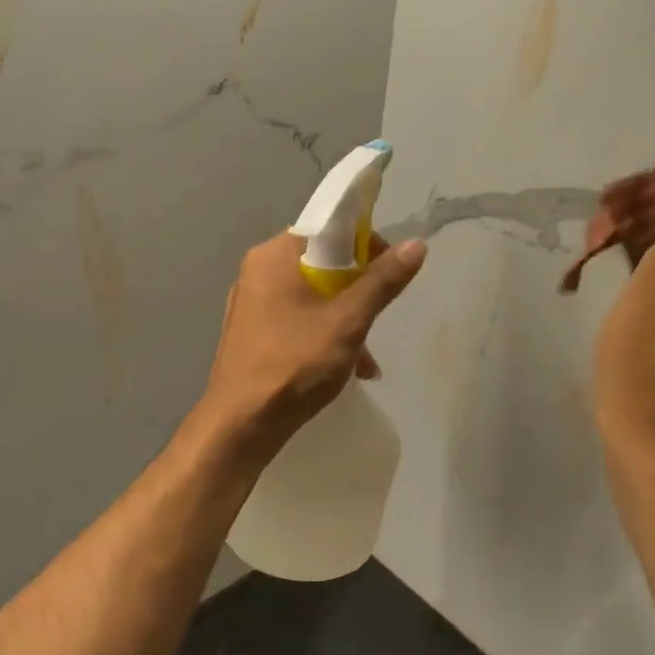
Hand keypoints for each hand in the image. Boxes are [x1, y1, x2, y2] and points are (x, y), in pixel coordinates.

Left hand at [199, 229, 426, 464]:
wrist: (239, 425)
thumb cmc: (294, 365)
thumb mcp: (347, 322)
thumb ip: (381, 282)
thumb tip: (416, 245)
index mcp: (274, 256)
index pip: (329, 229)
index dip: (366, 246)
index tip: (389, 275)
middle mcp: (258, 271)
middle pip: (322, 264)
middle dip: (357, 292)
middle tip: (377, 319)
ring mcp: (252, 303)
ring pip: (312, 297)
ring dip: (345, 320)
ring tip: (367, 360)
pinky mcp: (252, 333)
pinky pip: (296, 320)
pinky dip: (322, 335)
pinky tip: (346, 369)